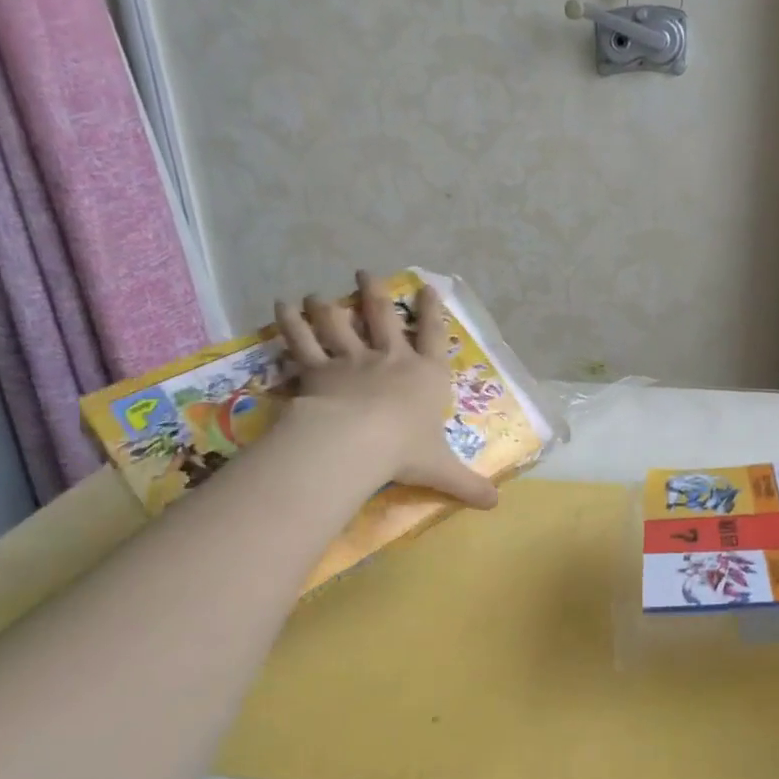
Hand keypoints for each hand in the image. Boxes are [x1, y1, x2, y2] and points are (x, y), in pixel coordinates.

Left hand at [272, 272, 498, 510]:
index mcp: (425, 376)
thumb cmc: (405, 450)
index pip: (433, 336)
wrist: (358, 440)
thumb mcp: (442, 469)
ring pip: (337, 322)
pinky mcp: (317, 369)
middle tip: (365, 274)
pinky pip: (301, 340)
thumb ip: (468, 484)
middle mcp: (390, 359)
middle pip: (381, 317)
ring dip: (327, 305)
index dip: (432, 311)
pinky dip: (290, 321)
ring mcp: (351, 360)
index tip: (427, 288)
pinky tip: (282, 305)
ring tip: (317, 294)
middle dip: (374, 293)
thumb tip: (496, 505)